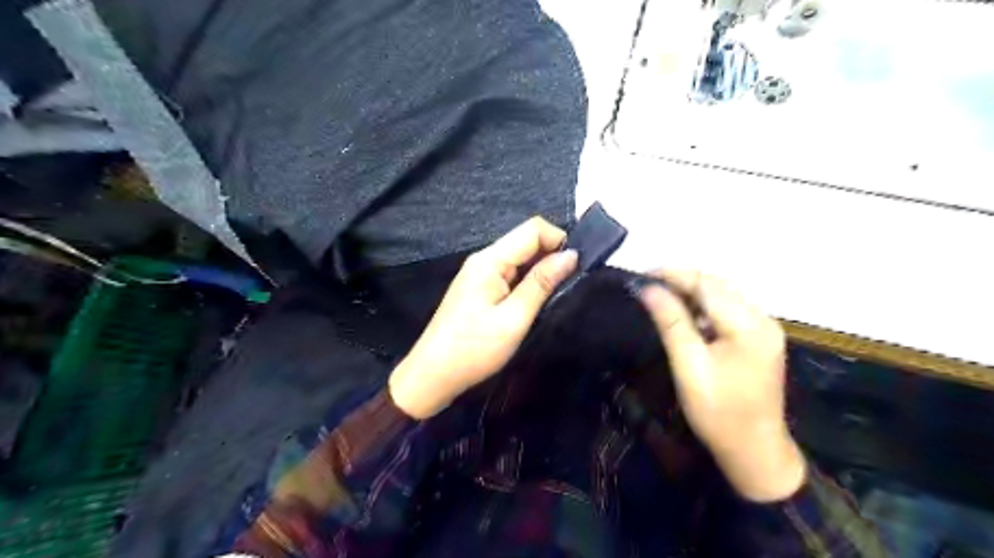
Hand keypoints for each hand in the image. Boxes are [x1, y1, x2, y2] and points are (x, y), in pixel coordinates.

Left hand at [386, 216, 575, 418]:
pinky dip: (527, 280)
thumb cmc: (474, 349)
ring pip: (519, 257)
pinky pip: (509, 272)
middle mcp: (484, 258)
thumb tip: (572, 255)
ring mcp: (479, 273)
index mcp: (490, 260)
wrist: (433, 375)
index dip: (559, 239)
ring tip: (555, 294)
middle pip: (526, 240)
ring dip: (541, 269)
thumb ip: (542, 283)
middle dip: (552, 254)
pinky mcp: (478, 287)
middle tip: (571, 283)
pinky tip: (534, 300)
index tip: (578, 266)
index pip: (533, 229)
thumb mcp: (514, 318)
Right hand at [640, 271, 800, 501]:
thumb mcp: (689, 365)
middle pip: (718, 286)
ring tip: (662, 295)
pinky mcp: (760, 340)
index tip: (642, 275)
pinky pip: (730, 311)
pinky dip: (706, 307)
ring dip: (693, 292)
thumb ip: (670, 322)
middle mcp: (763, 320)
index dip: (673, 275)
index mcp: (748, 325)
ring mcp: (765, 329)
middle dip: (682, 280)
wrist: (754, 451)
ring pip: (724, 296)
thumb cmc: (718, 412)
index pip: (707, 285)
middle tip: (648, 285)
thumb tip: (647, 289)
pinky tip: (686, 314)